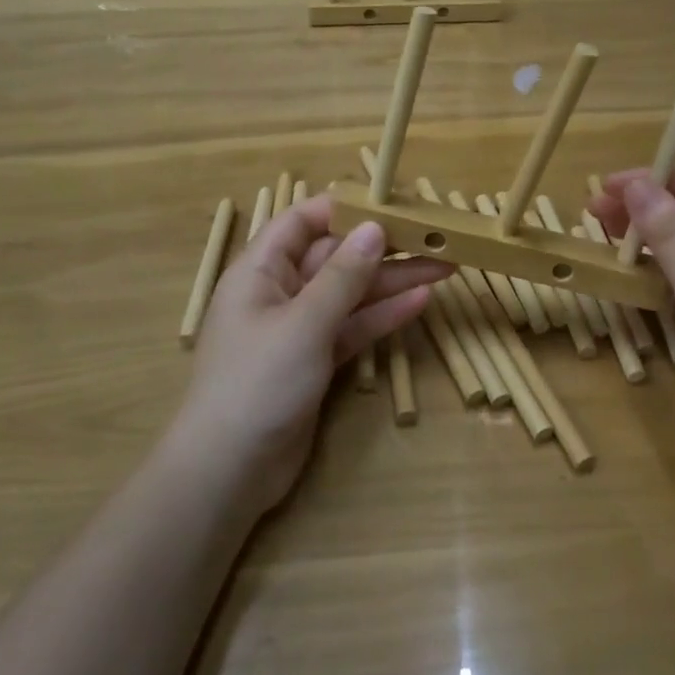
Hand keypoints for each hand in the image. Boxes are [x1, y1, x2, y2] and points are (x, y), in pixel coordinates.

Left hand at [179, 194, 450, 509]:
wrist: (231, 471)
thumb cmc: (258, 383)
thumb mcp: (304, 323)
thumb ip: (343, 275)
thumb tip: (375, 227)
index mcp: (261, 271)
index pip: (301, 222)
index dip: (343, 208)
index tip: (390, 203)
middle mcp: (280, 292)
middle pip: (335, 257)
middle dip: (382, 248)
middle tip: (434, 239)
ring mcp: (299, 329)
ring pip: (351, 293)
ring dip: (392, 281)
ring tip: (444, 267)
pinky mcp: (316, 361)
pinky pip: (353, 327)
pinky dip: (383, 316)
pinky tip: (420, 302)